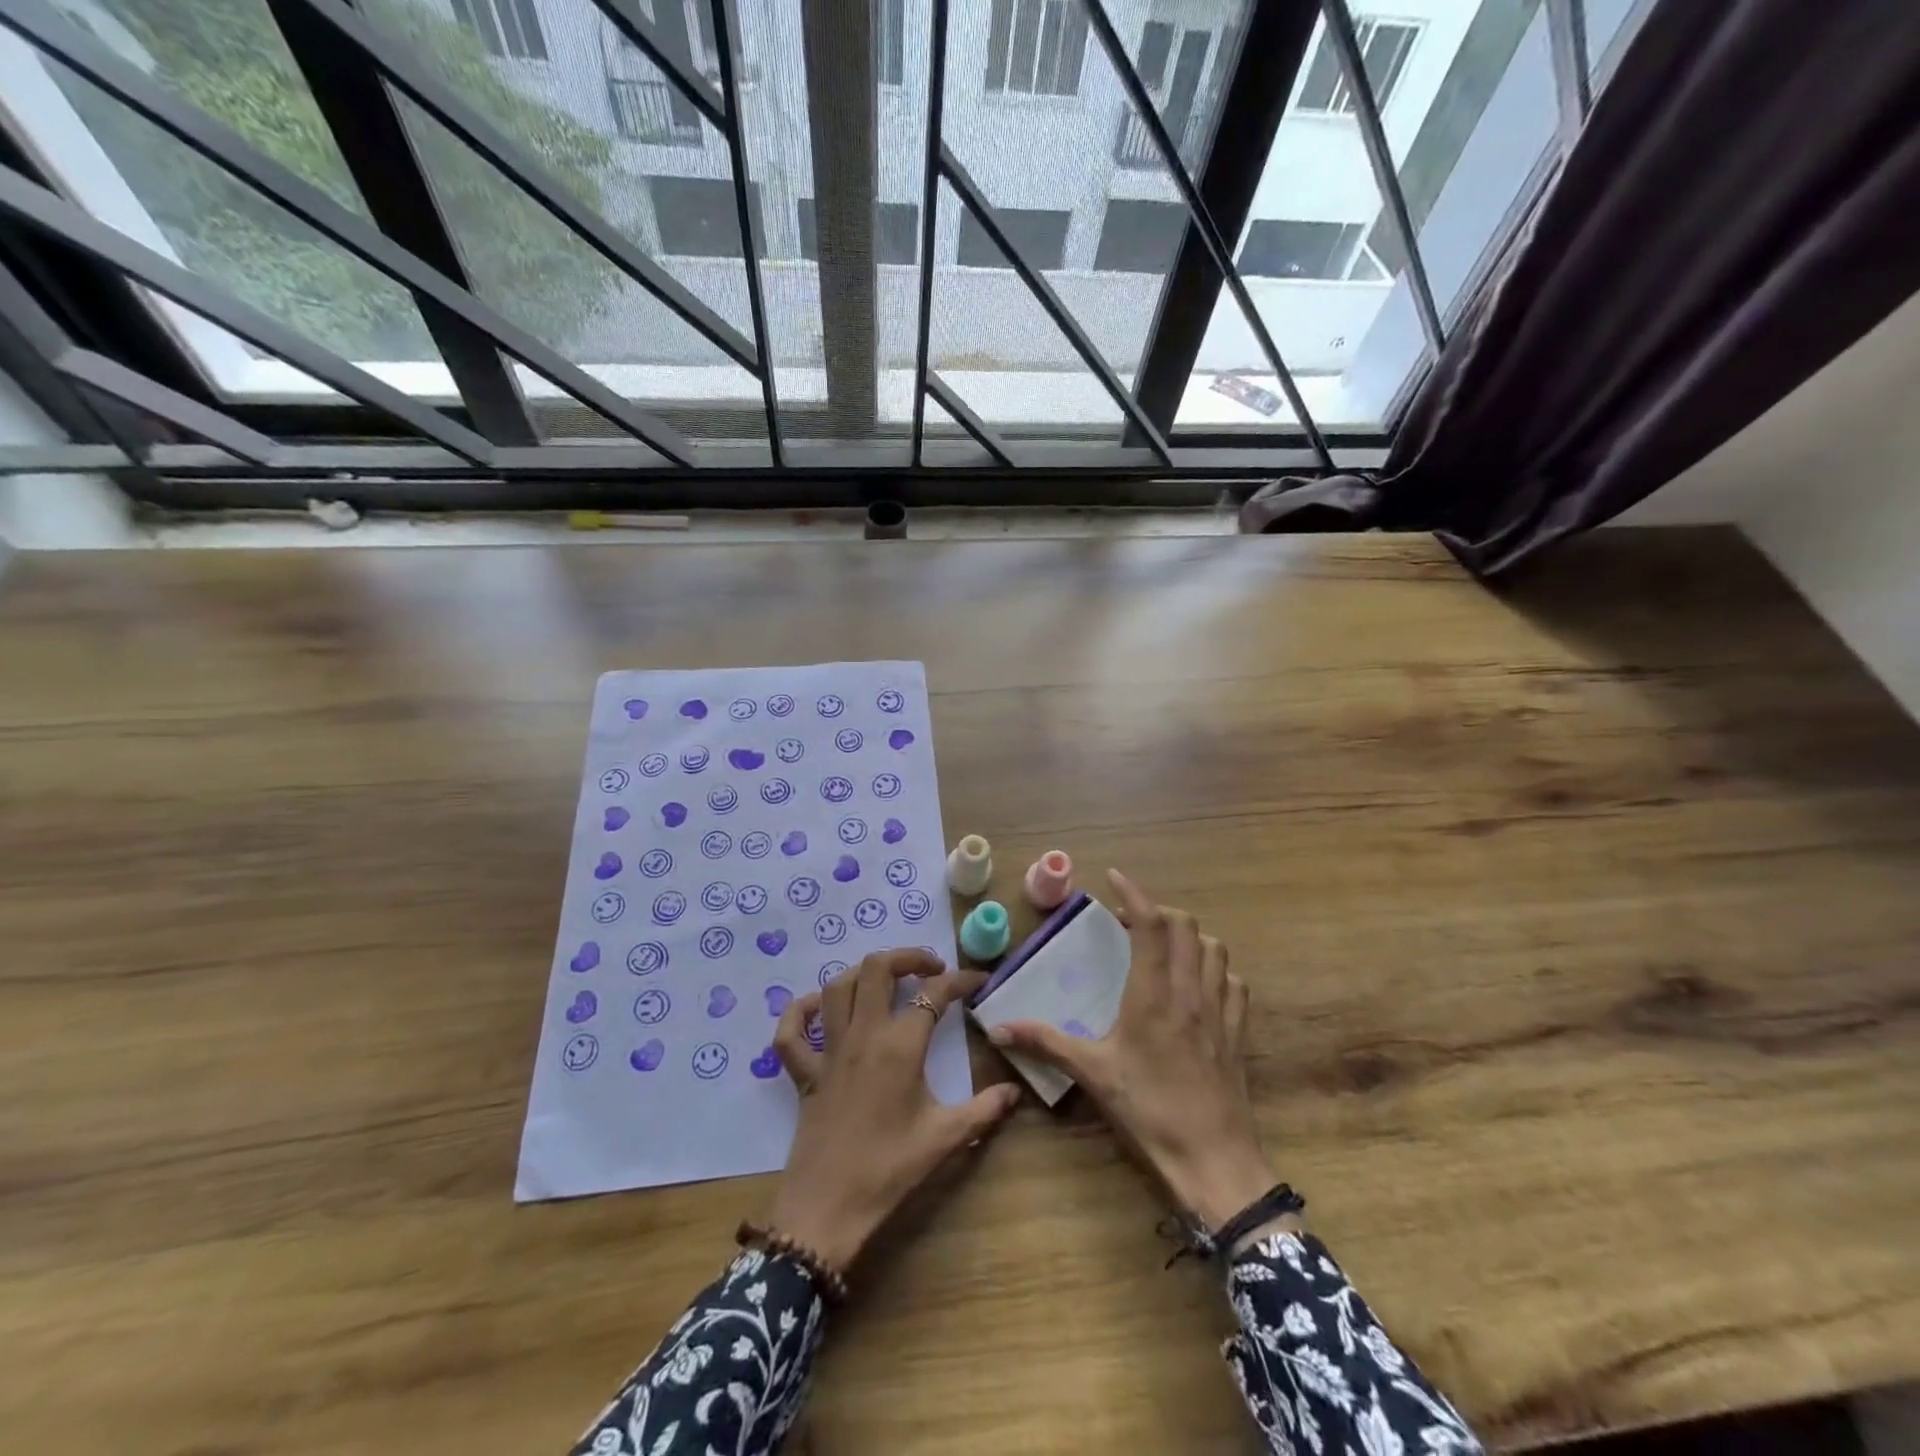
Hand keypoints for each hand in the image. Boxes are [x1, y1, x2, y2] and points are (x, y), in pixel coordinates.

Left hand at [766, 949, 1020, 1272]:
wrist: (828, 1209)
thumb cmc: (889, 1170)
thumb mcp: (945, 1138)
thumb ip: (984, 1109)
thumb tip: (1015, 1091)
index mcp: (900, 1046)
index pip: (935, 994)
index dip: (961, 980)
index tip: (979, 981)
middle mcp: (863, 1035)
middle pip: (877, 969)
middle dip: (907, 957)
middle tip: (930, 968)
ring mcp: (828, 1050)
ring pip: (836, 987)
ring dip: (862, 973)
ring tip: (885, 981)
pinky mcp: (803, 1072)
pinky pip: (791, 1031)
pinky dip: (800, 1012)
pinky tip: (819, 1010)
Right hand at [990, 871, 1288, 1241]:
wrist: (1213, 1159)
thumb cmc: (1149, 1110)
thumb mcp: (1092, 1073)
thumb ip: (1046, 1042)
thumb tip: (997, 1027)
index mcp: (1153, 993)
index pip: (1150, 925)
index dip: (1134, 894)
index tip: (1114, 878)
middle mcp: (1190, 991)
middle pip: (1186, 927)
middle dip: (1159, 912)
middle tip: (1131, 922)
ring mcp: (1220, 1010)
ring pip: (1215, 949)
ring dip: (1190, 937)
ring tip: (1164, 947)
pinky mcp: (1238, 1032)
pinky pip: (1234, 983)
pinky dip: (1216, 969)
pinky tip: (1200, 984)